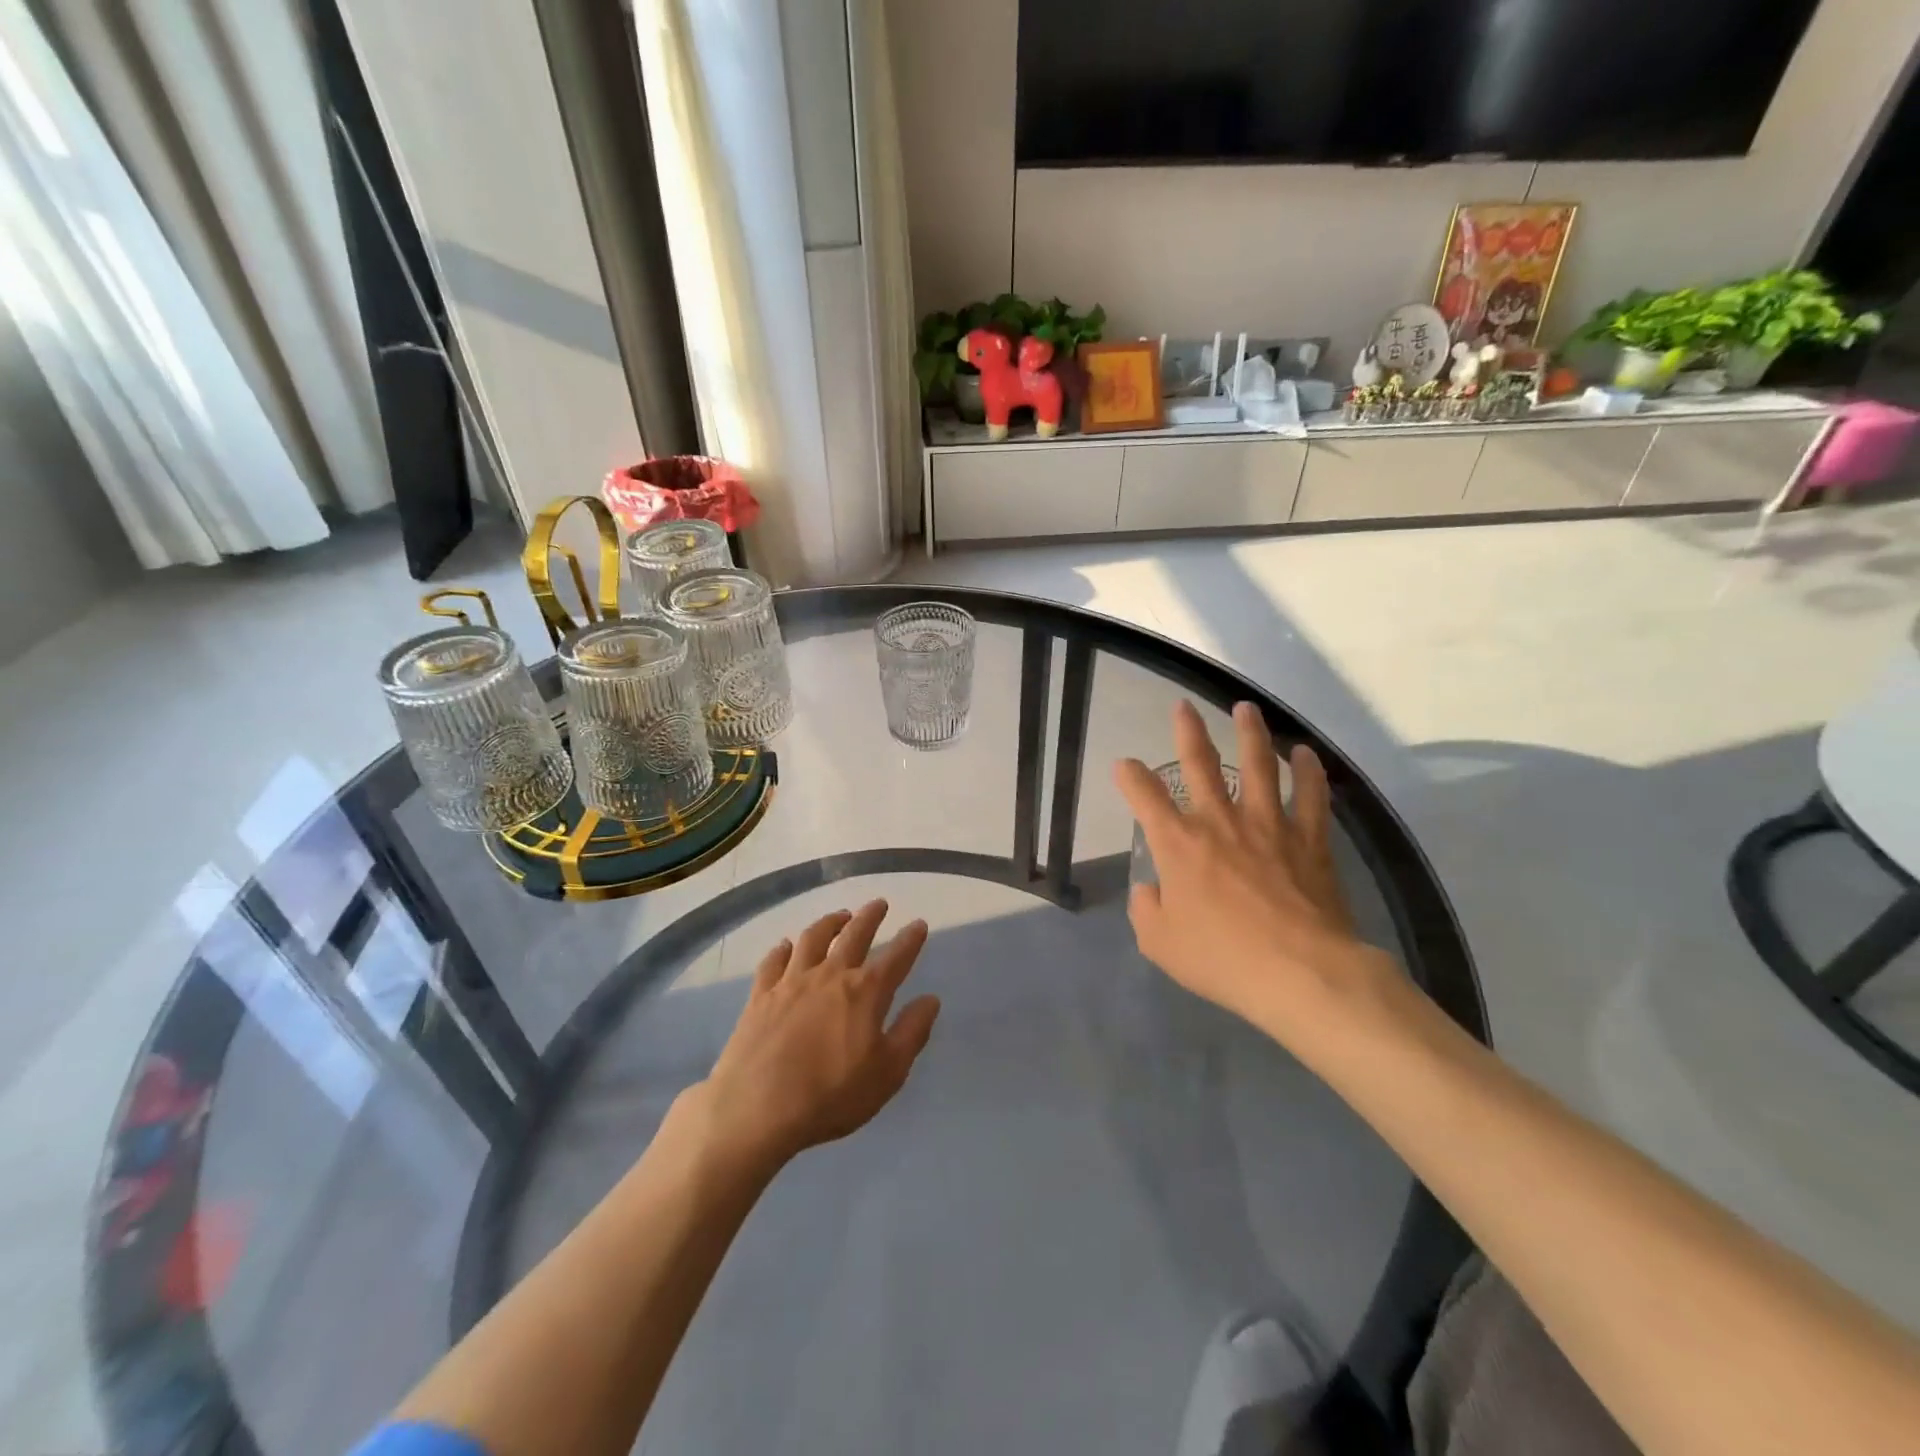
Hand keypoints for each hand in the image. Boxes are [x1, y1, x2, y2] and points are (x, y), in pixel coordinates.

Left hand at [695, 900, 939, 1169]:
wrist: (756, 1109)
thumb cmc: (831, 1096)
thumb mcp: (888, 1073)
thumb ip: (911, 1032)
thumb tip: (930, 999)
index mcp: (865, 992)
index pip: (896, 957)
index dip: (910, 940)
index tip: (918, 924)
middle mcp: (830, 976)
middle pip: (854, 936)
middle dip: (869, 917)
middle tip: (878, 904)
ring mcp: (791, 982)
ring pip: (813, 939)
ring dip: (829, 923)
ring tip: (839, 916)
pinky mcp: (761, 996)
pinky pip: (773, 961)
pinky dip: (783, 949)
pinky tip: (786, 946)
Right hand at [1115, 701, 1389, 1035]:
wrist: (1299, 973)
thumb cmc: (1222, 959)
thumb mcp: (1161, 944)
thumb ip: (1146, 911)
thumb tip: (1150, 889)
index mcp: (1178, 844)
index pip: (1145, 796)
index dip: (1130, 776)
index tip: (1125, 765)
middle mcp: (1220, 822)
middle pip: (1201, 763)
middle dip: (1188, 731)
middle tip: (1184, 706)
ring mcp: (1268, 825)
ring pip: (1258, 764)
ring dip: (1250, 733)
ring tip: (1245, 708)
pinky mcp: (1309, 839)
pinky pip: (1311, 795)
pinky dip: (1308, 770)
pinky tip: (1304, 752)